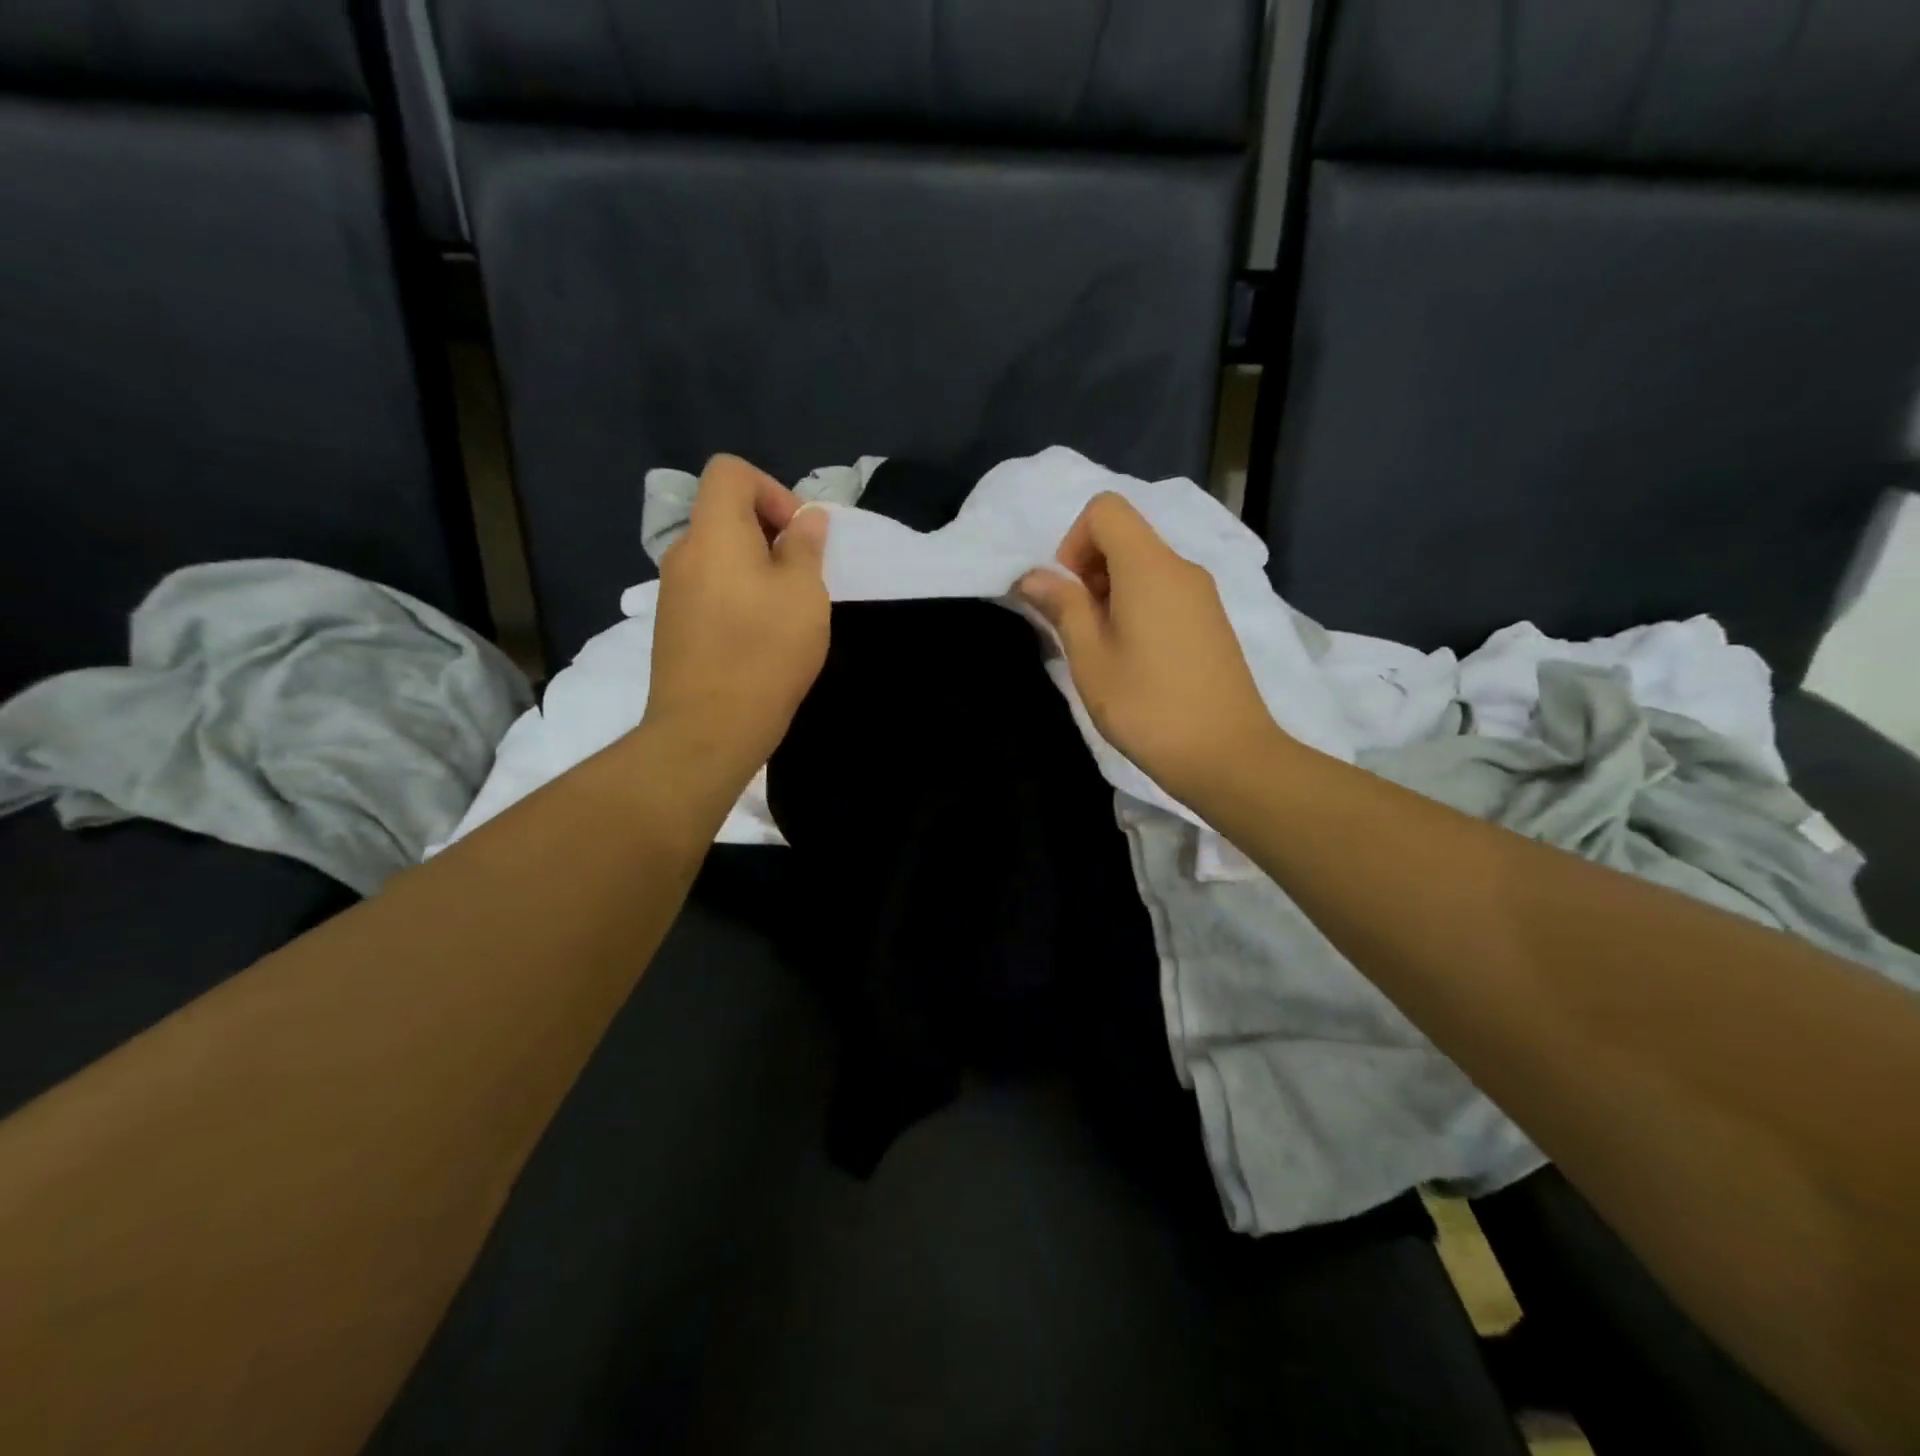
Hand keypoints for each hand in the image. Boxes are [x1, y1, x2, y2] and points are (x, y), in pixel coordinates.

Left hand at [644, 455, 830, 771]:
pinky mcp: (674, 627)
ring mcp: (673, 592)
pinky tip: (761, 637)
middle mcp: (683, 553)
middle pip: (724, 514)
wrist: (708, 727)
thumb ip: (805, 547)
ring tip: (787, 612)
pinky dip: (738, 596)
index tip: (798, 535)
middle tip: (803, 575)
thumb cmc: (764, 652)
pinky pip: (710, 589)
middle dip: (770, 533)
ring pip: (720, 556)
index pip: (730, 472)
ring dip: (757, 569)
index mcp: (713, 532)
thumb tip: (806, 519)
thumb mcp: (803, 593)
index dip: (771, 489)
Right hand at [1016, 493, 1284, 809]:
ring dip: (1112, 591)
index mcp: (1149, 567)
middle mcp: (1181, 567)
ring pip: (1145, 564)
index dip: (1074, 542)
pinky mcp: (1212, 618)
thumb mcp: (1091, 659)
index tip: (1070, 594)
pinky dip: (1139, 605)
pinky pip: (1166, 589)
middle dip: (1090, 568)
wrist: (1227, 755)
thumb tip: (1033, 576)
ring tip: (1105, 649)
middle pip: (1125, 534)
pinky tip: (1136, 658)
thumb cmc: (1148, 707)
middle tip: (1080, 627)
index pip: (1105, 509)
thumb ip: (1062, 607)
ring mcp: (1202, 593)